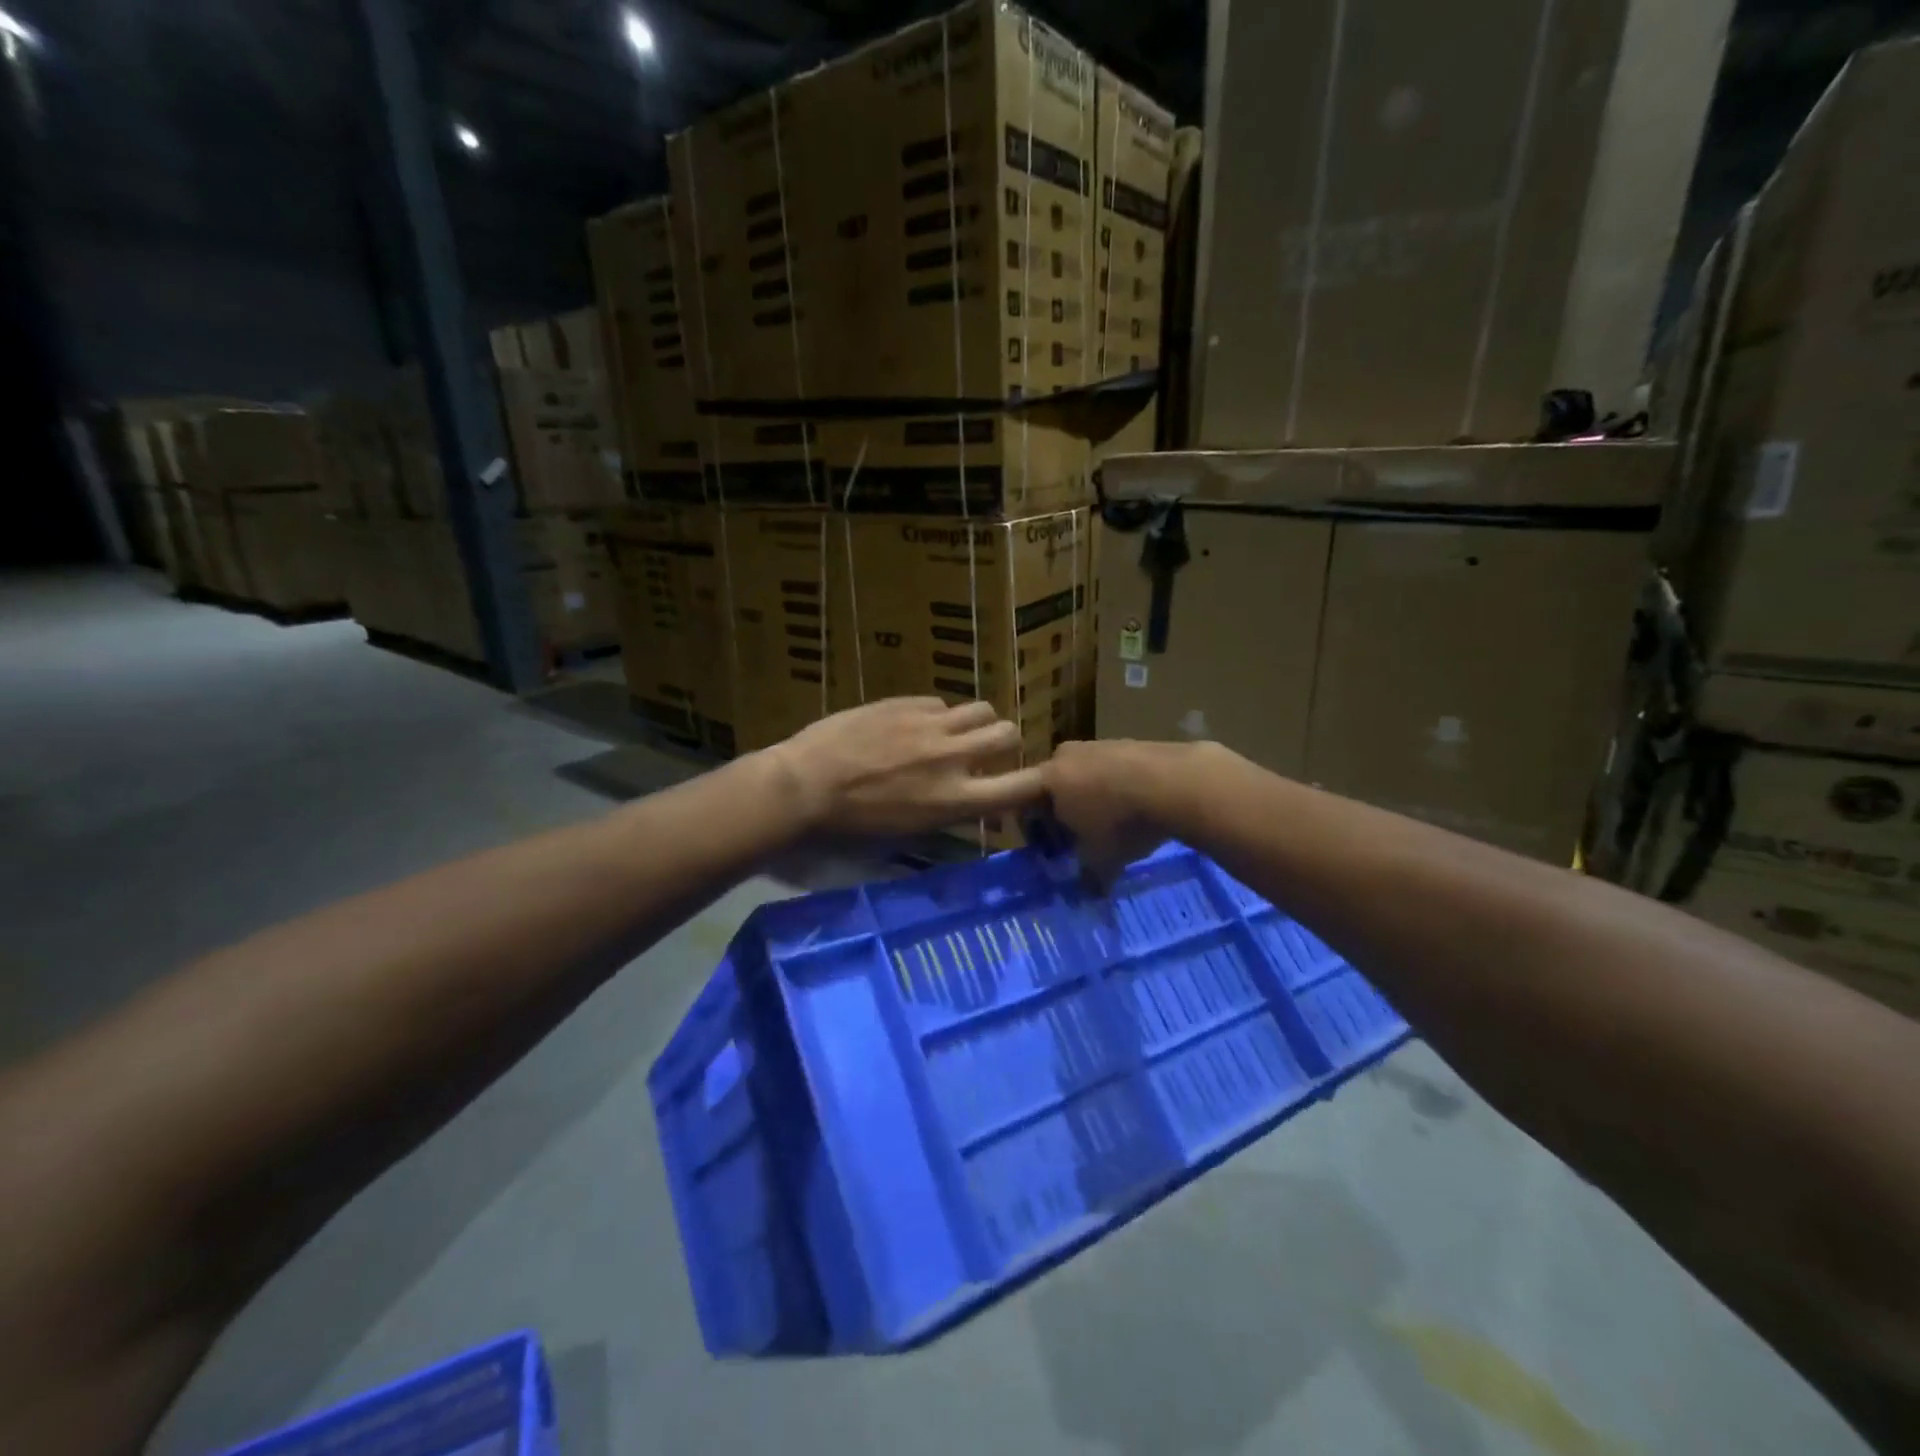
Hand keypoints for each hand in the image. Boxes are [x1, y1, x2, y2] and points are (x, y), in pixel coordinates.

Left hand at [765, 697, 1047, 838]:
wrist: (804, 786)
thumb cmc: (851, 827)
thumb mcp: (910, 834)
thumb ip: (950, 814)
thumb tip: (972, 801)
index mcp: (957, 800)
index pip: (1026, 786)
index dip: (1040, 783)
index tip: (1035, 783)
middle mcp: (954, 758)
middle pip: (1009, 733)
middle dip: (1005, 742)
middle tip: (987, 751)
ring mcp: (930, 724)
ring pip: (981, 708)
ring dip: (976, 722)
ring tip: (956, 732)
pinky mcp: (905, 702)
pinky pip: (940, 702)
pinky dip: (937, 715)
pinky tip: (913, 725)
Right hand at [1043, 739, 1193, 887]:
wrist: (1177, 782)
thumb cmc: (1123, 823)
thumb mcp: (1102, 860)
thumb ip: (1088, 877)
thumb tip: (1087, 894)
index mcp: (1049, 780)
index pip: (1022, 801)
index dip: (1032, 828)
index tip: (1047, 849)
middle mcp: (1067, 756)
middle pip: (1054, 788)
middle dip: (1062, 815)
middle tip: (1078, 842)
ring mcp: (1100, 745)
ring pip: (1084, 777)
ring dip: (1091, 800)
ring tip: (1112, 827)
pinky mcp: (1130, 742)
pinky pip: (1112, 770)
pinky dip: (1117, 788)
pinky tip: (1136, 809)